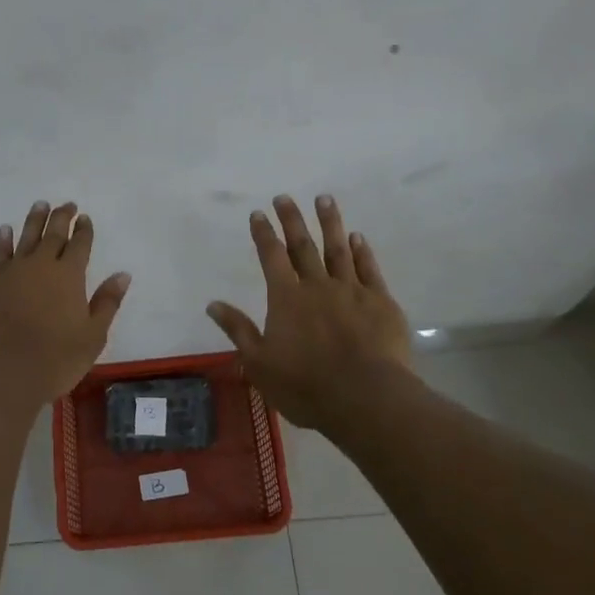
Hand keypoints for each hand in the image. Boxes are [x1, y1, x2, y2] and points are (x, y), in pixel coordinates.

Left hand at [0, 201, 130, 403]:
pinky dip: (4, 239)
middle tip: (67, 204)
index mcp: (69, 275)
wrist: (1, 373)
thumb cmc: (55, 359)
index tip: (85, 217)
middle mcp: (41, 265)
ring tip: (40, 205)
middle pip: (53, 234)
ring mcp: (12, 272)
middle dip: (61, 217)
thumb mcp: (92, 336)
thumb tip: (122, 274)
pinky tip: (5, 230)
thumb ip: (107, 302)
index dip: (84, 230)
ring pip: (25, 236)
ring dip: (34, 220)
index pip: (80, 244)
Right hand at [207, 194, 414, 429]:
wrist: (366, 398)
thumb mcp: (259, 363)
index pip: (271, 257)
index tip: (258, 213)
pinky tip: (358, 237)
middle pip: (302, 245)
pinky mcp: (381, 303)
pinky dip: (362, 251)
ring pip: (338, 249)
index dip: (263, 234)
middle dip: (292, 220)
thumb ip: (238, 330)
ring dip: (330, 223)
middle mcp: (317, 286)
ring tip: (324, 199)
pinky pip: (368, 269)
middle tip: (285, 197)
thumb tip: (212, 304)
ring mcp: (352, 291)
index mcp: (286, 298)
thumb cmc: (306, 385)